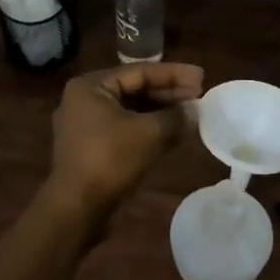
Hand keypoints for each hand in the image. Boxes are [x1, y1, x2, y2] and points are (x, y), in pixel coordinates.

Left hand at [48, 63, 204, 209]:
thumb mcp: (149, 133)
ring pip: (130, 111)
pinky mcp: (91, 147)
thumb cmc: (110, 160)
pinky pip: (124, 128)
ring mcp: (85, 125)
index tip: (201, 76)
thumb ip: (175, 116)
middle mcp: (84, 100)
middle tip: (199, 95)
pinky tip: (172, 133)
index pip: (139, 72)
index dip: (174, 74)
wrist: (77, 208)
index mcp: (91, 86)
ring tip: (190, 114)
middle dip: (168, 93)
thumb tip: (194, 110)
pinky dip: (148, 128)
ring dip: (160, 112)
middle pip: (134, 89)